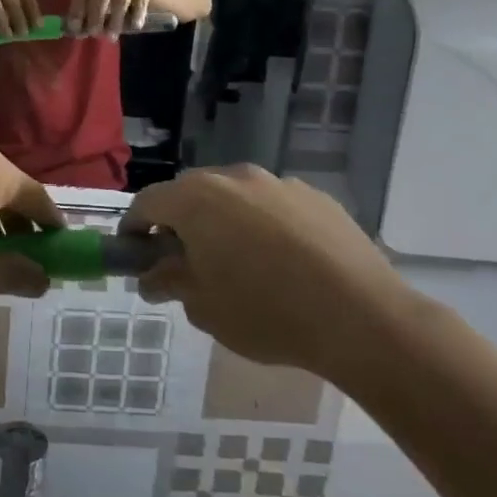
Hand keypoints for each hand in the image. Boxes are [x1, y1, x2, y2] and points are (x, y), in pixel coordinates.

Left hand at [68, 0, 150, 37]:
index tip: (76, 29)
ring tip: (112, 36)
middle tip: (95, 34)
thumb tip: (75, 32)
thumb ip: (87, 12)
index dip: (77, 10)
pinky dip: (135, 17)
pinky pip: (139, 3)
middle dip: (95, 18)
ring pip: (119, 1)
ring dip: (114, 22)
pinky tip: (134, 26)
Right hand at [123, 165, 412, 381]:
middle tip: (186, 262)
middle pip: (191, 193)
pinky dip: (264, 225)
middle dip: (180, 223)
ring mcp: (279, 183)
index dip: (134, 227)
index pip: (147, 202)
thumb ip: (169, 283)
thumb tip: (152, 277)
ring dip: (223, 222)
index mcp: (197, 199)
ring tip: (239, 263)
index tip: (136, 254)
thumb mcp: (204, 308)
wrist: (362, 318)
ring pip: (235, 196)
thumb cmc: (266, 313)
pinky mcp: (317, 197)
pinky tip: (283, 263)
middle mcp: (234, 178)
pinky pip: (273, 206)